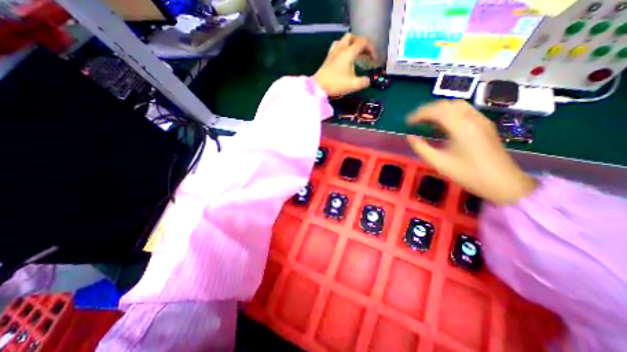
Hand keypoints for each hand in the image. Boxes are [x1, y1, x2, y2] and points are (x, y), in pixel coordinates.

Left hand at [311, 33, 373, 95]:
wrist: (318, 86)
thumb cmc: (336, 84)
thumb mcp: (353, 85)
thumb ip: (364, 82)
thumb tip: (368, 80)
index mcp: (349, 52)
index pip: (363, 42)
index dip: (371, 48)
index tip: (374, 59)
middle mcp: (341, 48)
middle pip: (353, 37)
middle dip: (361, 44)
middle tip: (365, 54)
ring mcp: (333, 51)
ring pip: (344, 40)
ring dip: (352, 44)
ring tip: (355, 54)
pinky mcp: (328, 57)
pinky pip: (337, 46)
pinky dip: (343, 48)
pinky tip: (343, 57)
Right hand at [407, 98, 538, 205]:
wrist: (503, 183)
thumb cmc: (468, 174)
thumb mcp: (439, 163)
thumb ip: (421, 148)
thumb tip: (409, 137)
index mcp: (461, 127)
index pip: (436, 111)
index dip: (419, 114)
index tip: (407, 122)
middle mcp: (472, 118)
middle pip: (446, 104)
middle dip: (427, 110)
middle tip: (414, 121)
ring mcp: (481, 120)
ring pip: (456, 105)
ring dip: (438, 110)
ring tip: (426, 121)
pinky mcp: (484, 125)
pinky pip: (464, 111)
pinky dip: (449, 113)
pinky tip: (442, 125)